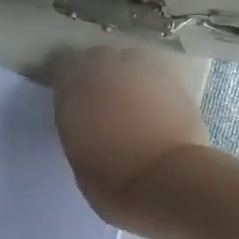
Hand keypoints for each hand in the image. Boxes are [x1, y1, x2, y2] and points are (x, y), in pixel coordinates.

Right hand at [51, 47, 209, 232]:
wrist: (168, 180)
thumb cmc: (110, 174)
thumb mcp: (74, 146)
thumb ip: (75, 116)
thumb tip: (82, 109)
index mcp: (77, 79)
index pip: (62, 62)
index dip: (64, 79)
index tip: (66, 98)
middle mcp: (111, 64)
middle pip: (99, 58)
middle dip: (97, 77)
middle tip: (98, 105)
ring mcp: (146, 69)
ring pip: (130, 64)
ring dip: (126, 80)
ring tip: (129, 108)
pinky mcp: (176, 82)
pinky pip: (155, 79)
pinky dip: (151, 92)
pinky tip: (154, 114)